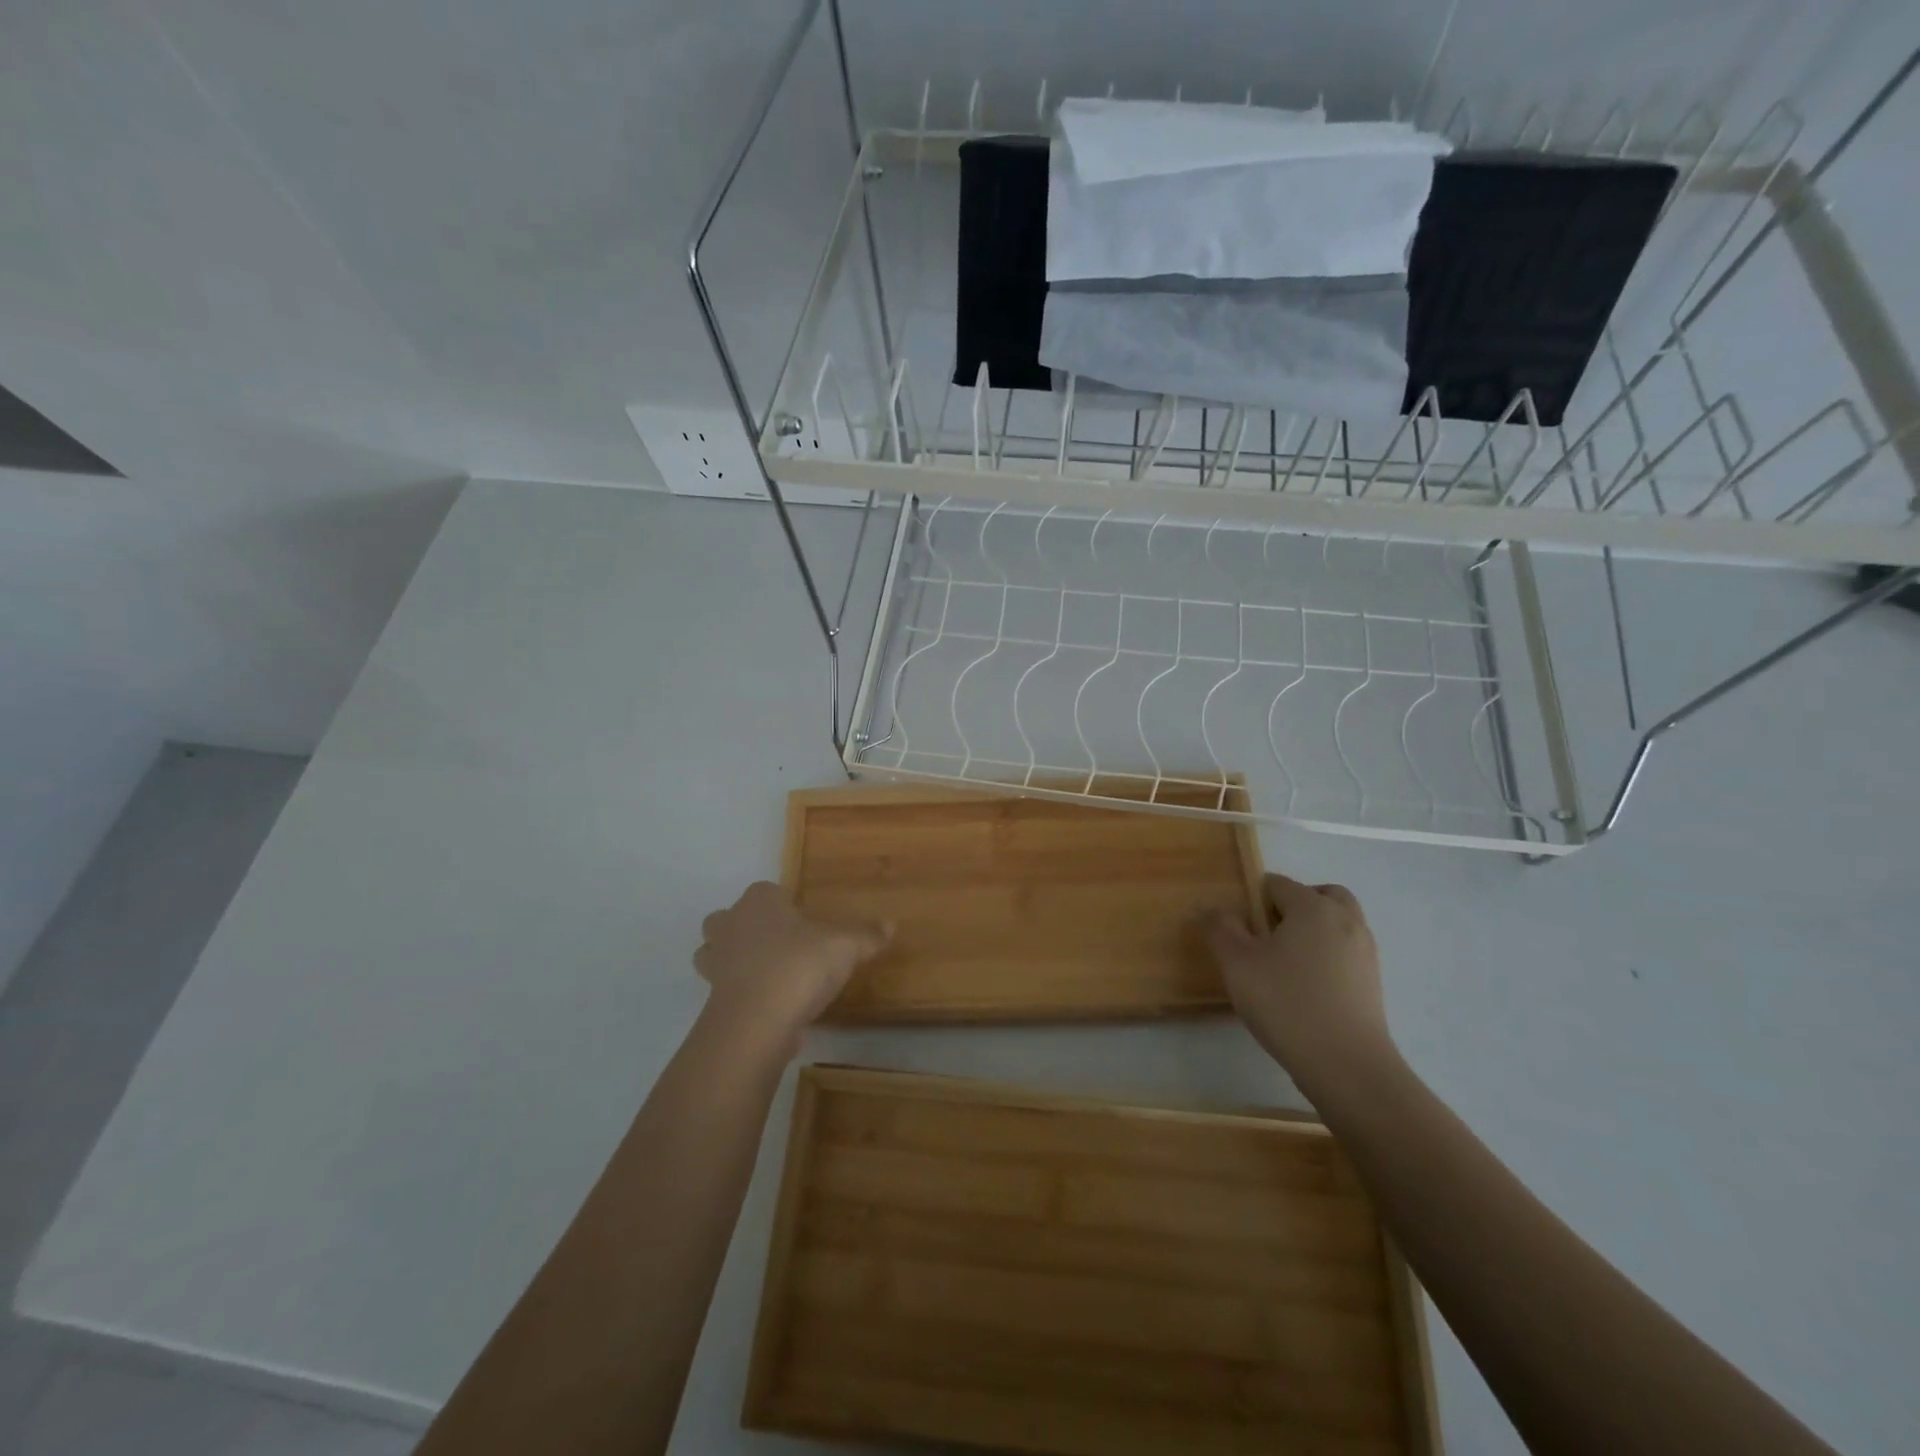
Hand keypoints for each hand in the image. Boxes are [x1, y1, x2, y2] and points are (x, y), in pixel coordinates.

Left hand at [693, 882, 890, 1053]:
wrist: (756, 1023)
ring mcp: (716, 965)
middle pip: (726, 919)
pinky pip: (725, 991)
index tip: (803, 920)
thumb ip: (866, 935)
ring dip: (733, 961)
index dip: (782, 903)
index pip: (766, 890)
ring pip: (714, 954)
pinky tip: (769, 1009)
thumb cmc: (799, 966)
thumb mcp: (845, 947)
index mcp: (759, 902)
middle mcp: (731, 926)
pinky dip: (741, 997)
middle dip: (745, 928)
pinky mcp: (713, 1001)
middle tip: (778, 944)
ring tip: (767, 976)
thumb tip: (890, 924)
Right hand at [1202, 873, 1394, 1097]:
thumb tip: (1207, 907)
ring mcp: (1365, 952)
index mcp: (1313, 907)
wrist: (1347, 1066)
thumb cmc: (1286, 1004)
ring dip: (1313, 930)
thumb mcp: (1237, 964)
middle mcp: (1345, 920)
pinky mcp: (1373, 982)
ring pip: (1337, 923)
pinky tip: (1306, 988)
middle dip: (1292, 906)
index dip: (1253, 900)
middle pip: (1319, 895)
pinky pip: (1346, 951)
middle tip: (1267, 935)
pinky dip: (1328, 955)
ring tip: (1285, 963)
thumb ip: (1219, 929)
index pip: (1277, 884)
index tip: (1238, 930)